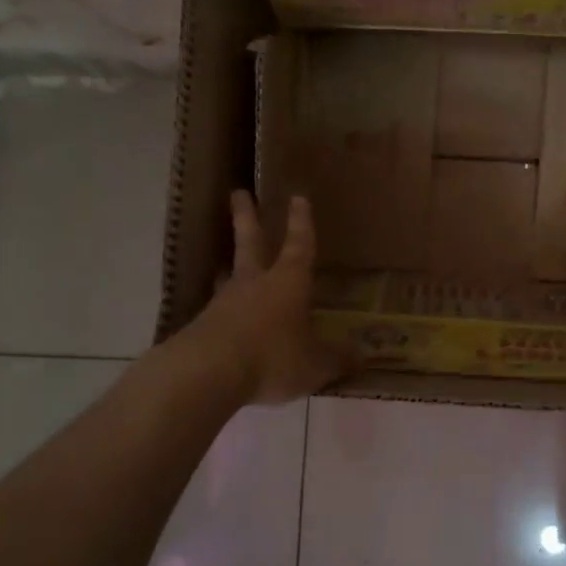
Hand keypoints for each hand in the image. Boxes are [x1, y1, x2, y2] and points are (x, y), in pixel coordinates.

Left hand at [186, 192, 351, 404]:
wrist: (207, 373)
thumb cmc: (272, 357)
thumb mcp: (315, 365)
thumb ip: (338, 360)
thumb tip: (363, 358)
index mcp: (288, 282)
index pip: (299, 245)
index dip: (301, 223)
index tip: (298, 197)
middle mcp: (254, 284)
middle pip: (250, 242)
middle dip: (247, 217)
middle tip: (238, 193)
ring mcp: (224, 303)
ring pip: (229, 276)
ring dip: (229, 266)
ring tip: (226, 263)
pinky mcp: (202, 327)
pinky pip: (217, 312)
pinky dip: (223, 311)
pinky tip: (222, 320)